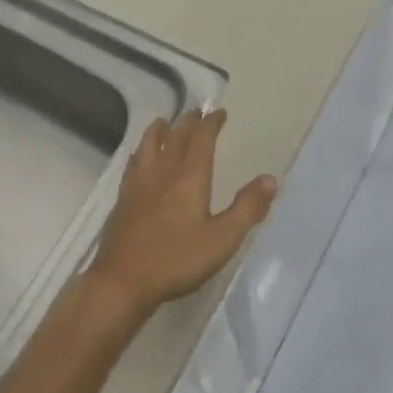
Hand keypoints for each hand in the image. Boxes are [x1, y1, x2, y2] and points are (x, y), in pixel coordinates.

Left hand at [88, 109, 277, 317]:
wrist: (122, 280)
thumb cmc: (177, 259)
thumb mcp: (222, 239)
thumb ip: (247, 208)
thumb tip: (270, 179)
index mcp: (189, 176)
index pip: (202, 139)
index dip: (211, 123)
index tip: (219, 112)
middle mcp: (163, 171)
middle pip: (176, 137)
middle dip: (189, 122)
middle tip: (197, 112)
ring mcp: (138, 184)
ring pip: (149, 145)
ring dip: (160, 130)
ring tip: (165, 122)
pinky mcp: (122, 199)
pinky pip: (133, 163)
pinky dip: (141, 152)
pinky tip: (139, 159)